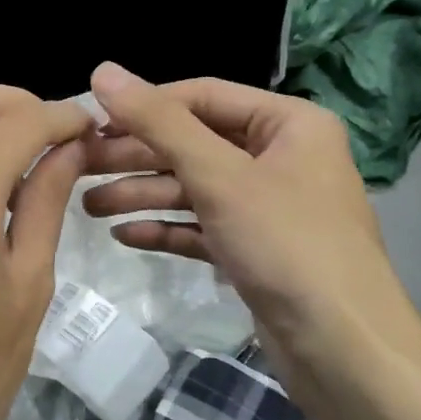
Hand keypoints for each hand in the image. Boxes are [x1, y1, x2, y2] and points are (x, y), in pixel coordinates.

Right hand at [82, 62, 420, 384]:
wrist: (341, 348)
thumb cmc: (286, 244)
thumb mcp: (219, 175)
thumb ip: (159, 123)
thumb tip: (102, 71)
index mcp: (288, 124)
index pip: (203, 96)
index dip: (145, 106)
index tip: (90, 120)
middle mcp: (281, 157)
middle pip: (195, 143)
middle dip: (137, 156)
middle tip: (79, 168)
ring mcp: (269, 207)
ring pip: (195, 188)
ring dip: (144, 195)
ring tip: (89, 207)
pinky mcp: (257, 250)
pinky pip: (204, 227)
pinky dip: (168, 229)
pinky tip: (125, 236)